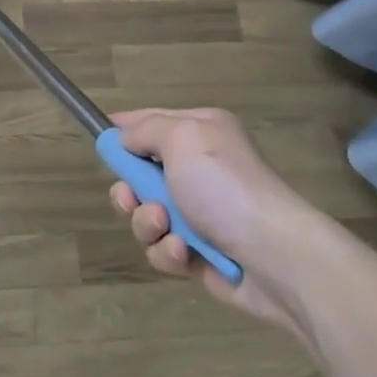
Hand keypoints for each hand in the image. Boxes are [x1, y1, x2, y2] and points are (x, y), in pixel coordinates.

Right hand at [107, 107, 325, 331]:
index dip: (124, 131)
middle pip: (141, 174)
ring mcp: (200, 213)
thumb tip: (125, 137)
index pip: (151, 121)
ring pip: (146, 215)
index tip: (102, 143)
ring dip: (147, 223)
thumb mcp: (182, 137)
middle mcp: (200, 169)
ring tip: (166, 227)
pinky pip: (162, 248)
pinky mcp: (199, 254)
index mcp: (201, 132)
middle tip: (132, 198)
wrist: (274, 255)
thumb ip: (145, 129)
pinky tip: (184, 255)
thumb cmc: (224, 186)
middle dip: (130, 190)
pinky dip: (167, 251)